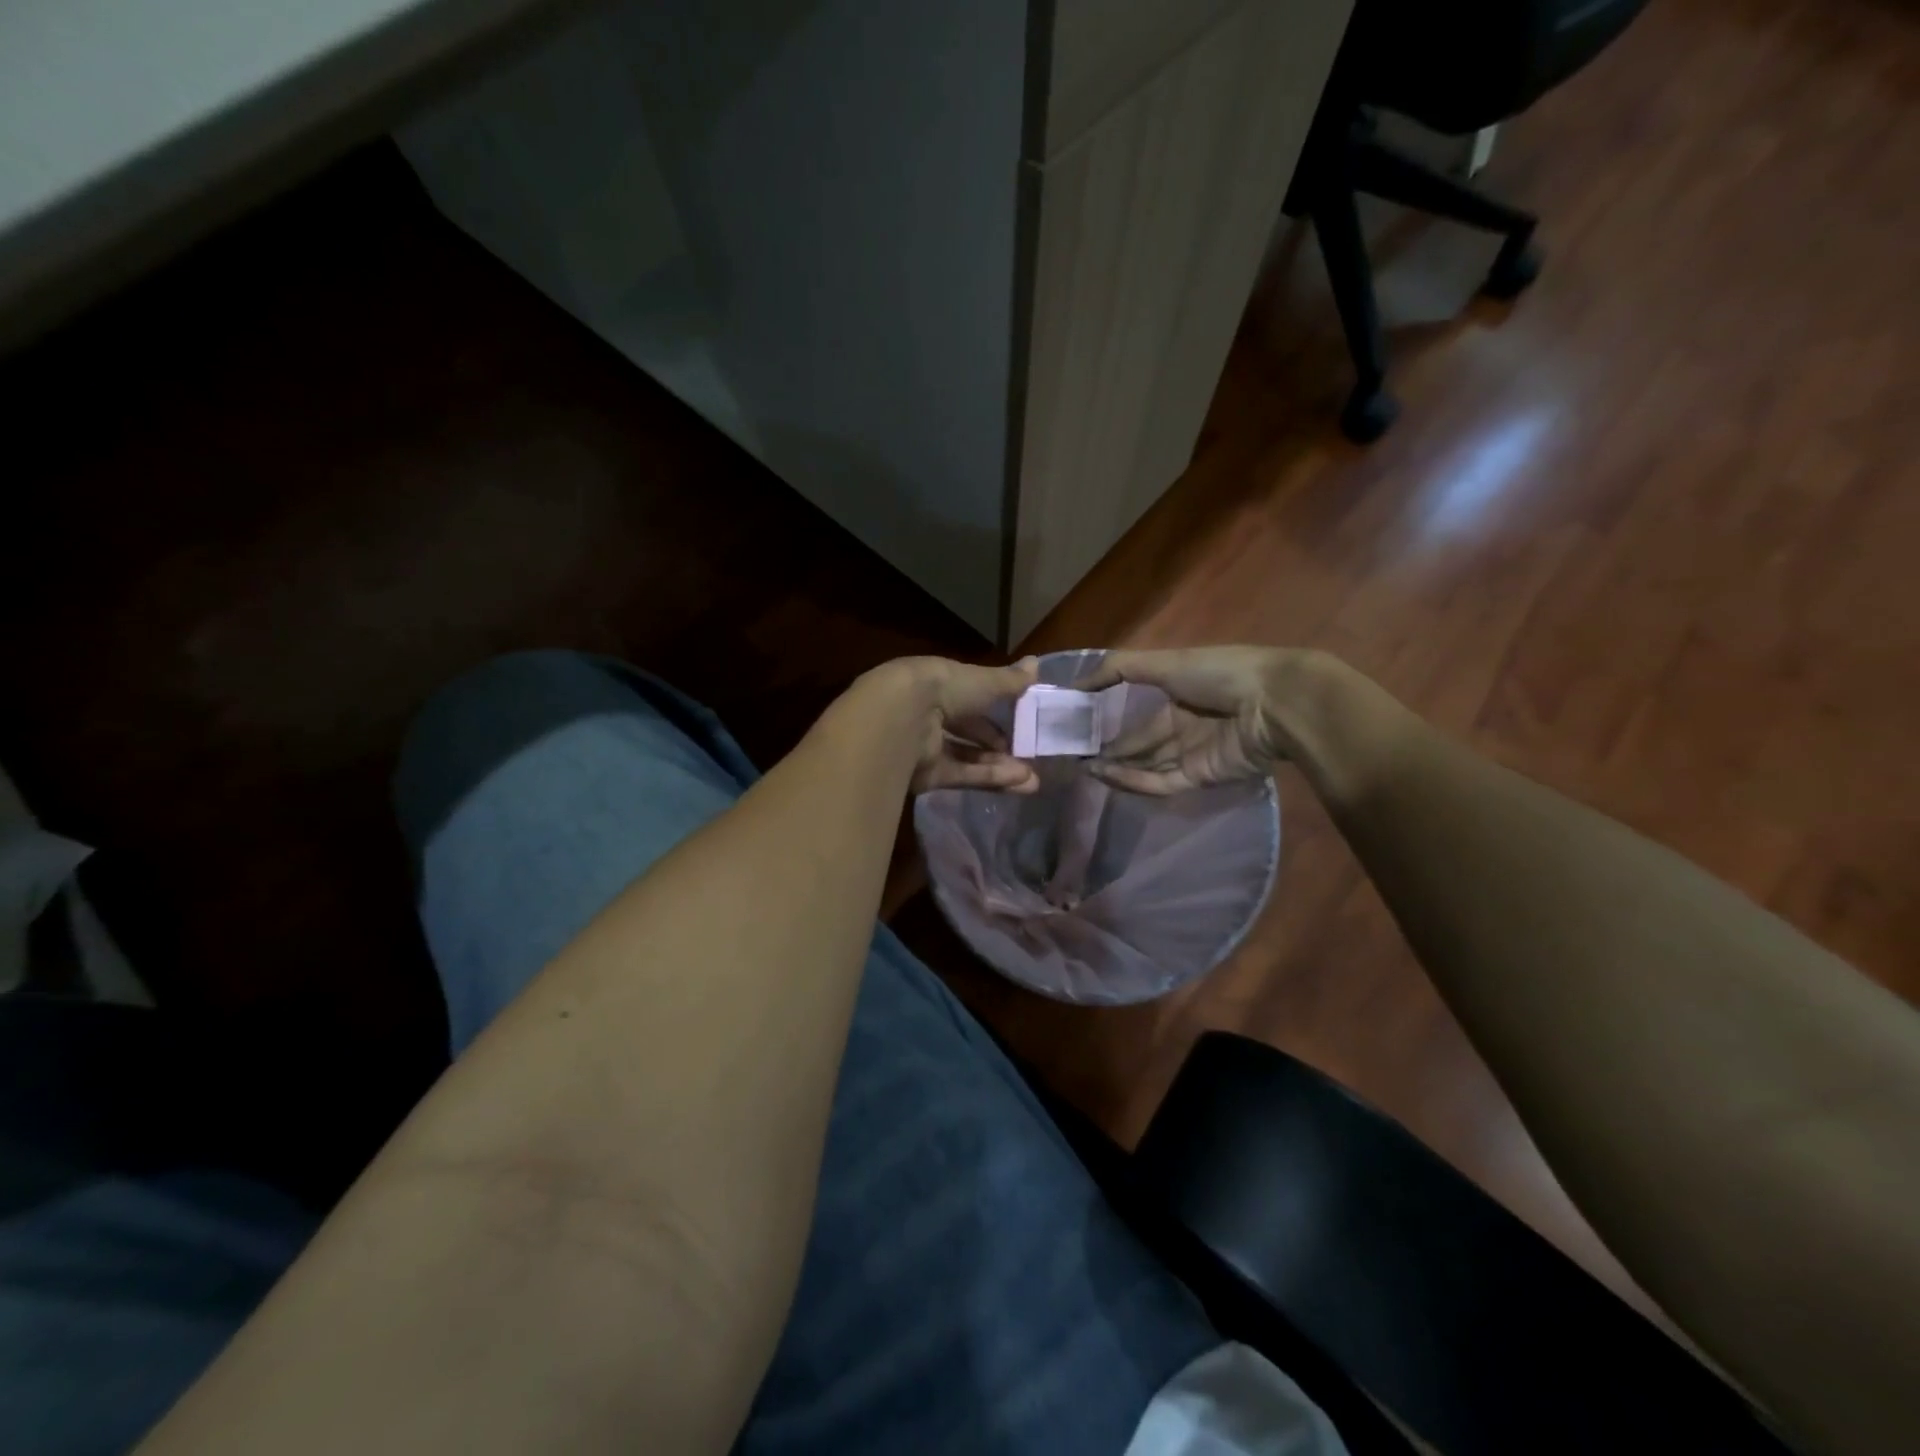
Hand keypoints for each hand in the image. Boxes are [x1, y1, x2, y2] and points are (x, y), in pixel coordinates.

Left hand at [872, 656, 1040, 794]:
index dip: (994, 709)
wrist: (901, 720)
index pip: (969, 698)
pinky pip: (963, 776)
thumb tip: (1037, 663)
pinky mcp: (926, 775)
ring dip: (1000, 767)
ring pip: (968, 758)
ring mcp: (926, 747)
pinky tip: (1019, 782)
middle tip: (1029, 755)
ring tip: (1032, 778)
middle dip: (998, 746)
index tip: (1020, 720)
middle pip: (968, 732)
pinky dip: (989, 778)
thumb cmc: (943, 689)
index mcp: (938, 686)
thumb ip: (1010, 680)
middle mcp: (929, 715)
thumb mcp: (984, 682)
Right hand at [1074, 646, 1320, 795]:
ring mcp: (1194, 753)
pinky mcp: (1201, 777)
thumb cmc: (1219, 674)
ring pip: (1147, 766)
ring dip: (1118, 768)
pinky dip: (1135, 782)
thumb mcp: (1164, 662)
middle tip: (1075, 755)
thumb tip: (1075, 683)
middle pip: (1141, 742)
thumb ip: (1118, 669)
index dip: (1109, 718)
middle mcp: (1186, 724)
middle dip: (1110, 749)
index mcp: (1180, 693)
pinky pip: (1162, 782)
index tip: (1078, 725)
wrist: (1273, 703)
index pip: (1138, 712)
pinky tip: (1109, 776)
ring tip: (1085, 768)